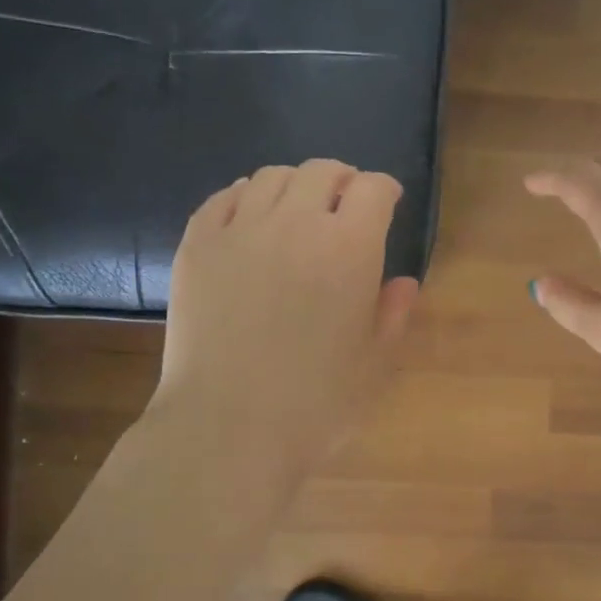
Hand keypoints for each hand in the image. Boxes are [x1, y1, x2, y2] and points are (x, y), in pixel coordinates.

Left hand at [151, 160, 418, 476]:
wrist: (228, 429)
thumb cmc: (315, 405)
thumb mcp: (373, 365)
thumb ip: (392, 314)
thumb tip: (403, 283)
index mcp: (349, 248)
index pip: (372, 190)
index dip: (383, 190)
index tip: (387, 202)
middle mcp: (295, 223)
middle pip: (322, 171)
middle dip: (341, 180)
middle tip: (345, 202)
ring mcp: (239, 230)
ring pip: (271, 176)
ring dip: (294, 184)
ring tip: (298, 208)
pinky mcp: (196, 246)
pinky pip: (224, 198)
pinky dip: (245, 196)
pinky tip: (250, 216)